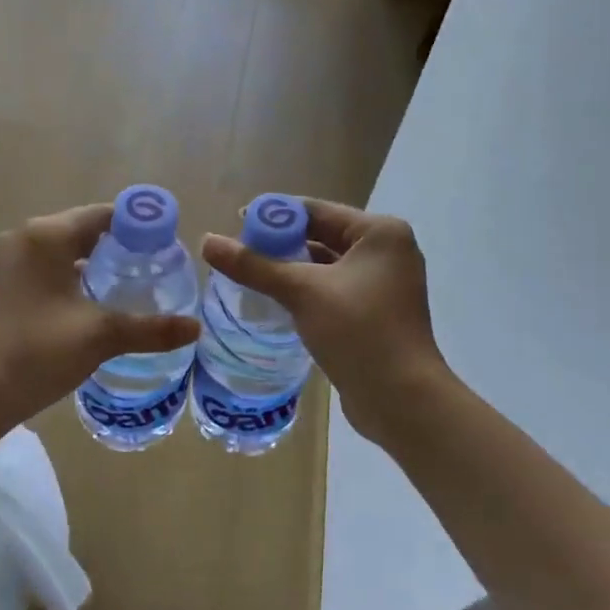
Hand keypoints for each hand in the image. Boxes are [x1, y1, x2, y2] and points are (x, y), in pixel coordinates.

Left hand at [0, 204, 201, 426]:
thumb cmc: (37, 352)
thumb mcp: (101, 336)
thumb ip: (151, 328)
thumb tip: (196, 328)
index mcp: (46, 235)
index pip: (103, 215)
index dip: (138, 227)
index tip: (166, 247)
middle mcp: (22, 239)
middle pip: (81, 231)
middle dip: (117, 248)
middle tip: (152, 271)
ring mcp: (4, 263)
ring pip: (60, 253)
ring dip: (91, 266)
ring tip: (126, 289)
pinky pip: (41, 271)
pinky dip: (66, 280)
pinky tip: (86, 307)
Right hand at [201, 199, 448, 440]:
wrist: (402, 399)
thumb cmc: (358, 331)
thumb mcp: (301, 292)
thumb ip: (253, 265)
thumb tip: (207, 242)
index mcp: (380, 233)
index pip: (317, 210)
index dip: (275, 215)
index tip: (236, 222)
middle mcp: (386, 252)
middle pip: (321, 235)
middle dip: (280, 243)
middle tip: (238, 251)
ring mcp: (383, 285)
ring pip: (325, 265)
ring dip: (290, 269)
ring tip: (249, 274)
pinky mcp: (375, 313)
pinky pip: (332, 290)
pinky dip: (305, 291)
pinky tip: (275, 300)